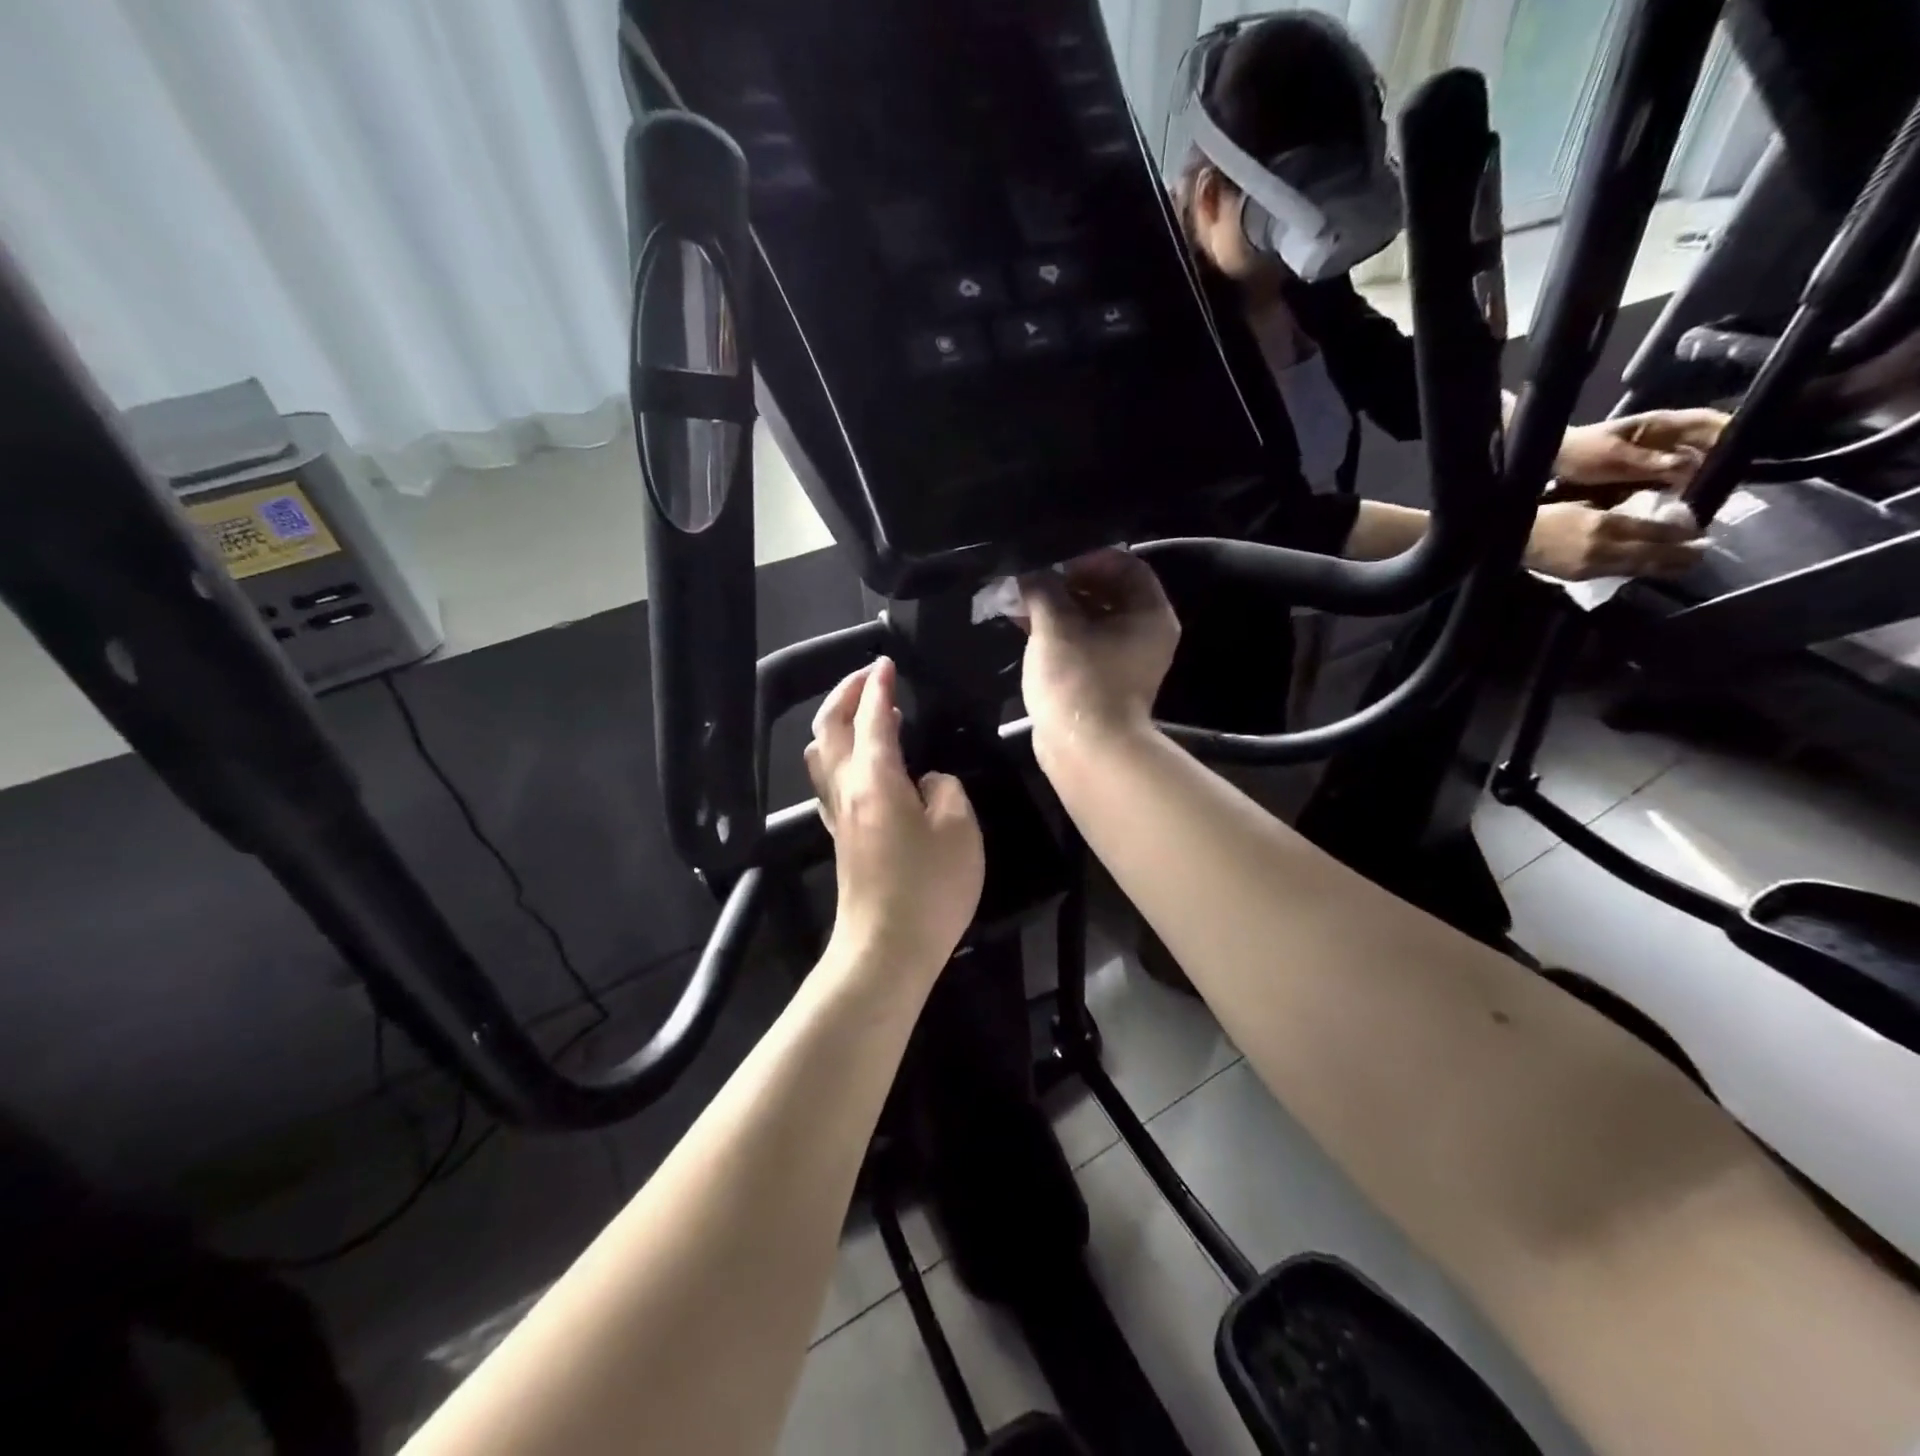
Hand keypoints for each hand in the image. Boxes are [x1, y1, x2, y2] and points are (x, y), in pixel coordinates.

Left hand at [805, 657, 982, 971]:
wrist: (885, 949)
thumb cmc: (928, 888)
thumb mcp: (960, 830)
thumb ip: (945, 790)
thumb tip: (927, 782)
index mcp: (876, 778)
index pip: (872, 717)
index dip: (878, 686)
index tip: (887, 662)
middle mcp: (847, 789)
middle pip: (830, 728)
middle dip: (846, 694)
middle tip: (870, 677)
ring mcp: (837, 815)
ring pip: (822, 755)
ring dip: (839, 724)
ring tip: (867, 715)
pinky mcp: (840, 838)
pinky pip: (830, 781)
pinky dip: (842, 756)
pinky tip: (865, 765)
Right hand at [1017, 550, 1180, 762]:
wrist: (1085, 750)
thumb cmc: (1078, 680)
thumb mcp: (1056, 626)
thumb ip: (1043, 589)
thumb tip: (1030, 572)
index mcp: (1149, 614)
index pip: (1124, 565)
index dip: (1087, 557)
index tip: (1052, 559)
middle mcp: (1143, 633)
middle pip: (1106, 592)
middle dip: (1065, 582)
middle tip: (1030, 577)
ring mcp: (1122, 660)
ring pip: (1089, 619)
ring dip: (1056, 607)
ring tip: (1019, 598)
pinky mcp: (1100, 679)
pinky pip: (1080, 643)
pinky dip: (1056, 631)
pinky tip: (1023, 623)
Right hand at [1524, 500, 1701, 580]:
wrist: (1510, 539)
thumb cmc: (1545, 515)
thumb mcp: (1583, 505)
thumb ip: (1612, 513)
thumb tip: (1643, 518)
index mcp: (1606, 525)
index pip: (1655, 531)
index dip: (1681, 533)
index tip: (1700, 531)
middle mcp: (1604, 548)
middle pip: (1653, 554)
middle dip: (1681, 555)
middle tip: (1702, 552)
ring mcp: (1593, 566)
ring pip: (1638, 567)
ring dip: (1664, 567)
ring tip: (1684, 565)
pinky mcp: (1581, 575)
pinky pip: (1618, 573)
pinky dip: (1638, 570)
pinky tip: (1648, 569)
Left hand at [1552, 409, 1729, 494]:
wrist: (1553, 460)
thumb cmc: (1582, 454)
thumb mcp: (1615, 459)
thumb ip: (1650, 462)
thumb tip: (1689, 466)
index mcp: (1661, 424)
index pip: (1709, 421)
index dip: (1732, 431)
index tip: (1751, 448)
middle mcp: (1665, 434)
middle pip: (1706, 442)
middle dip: (1723, 456)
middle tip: (1738, 478)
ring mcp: (1655, 450)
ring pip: (1691, 458)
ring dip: (1703, 472)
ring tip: (1718, 490)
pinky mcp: (1644, 466)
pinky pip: (1672, 472)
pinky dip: (1681, 481)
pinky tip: (1688, 496)